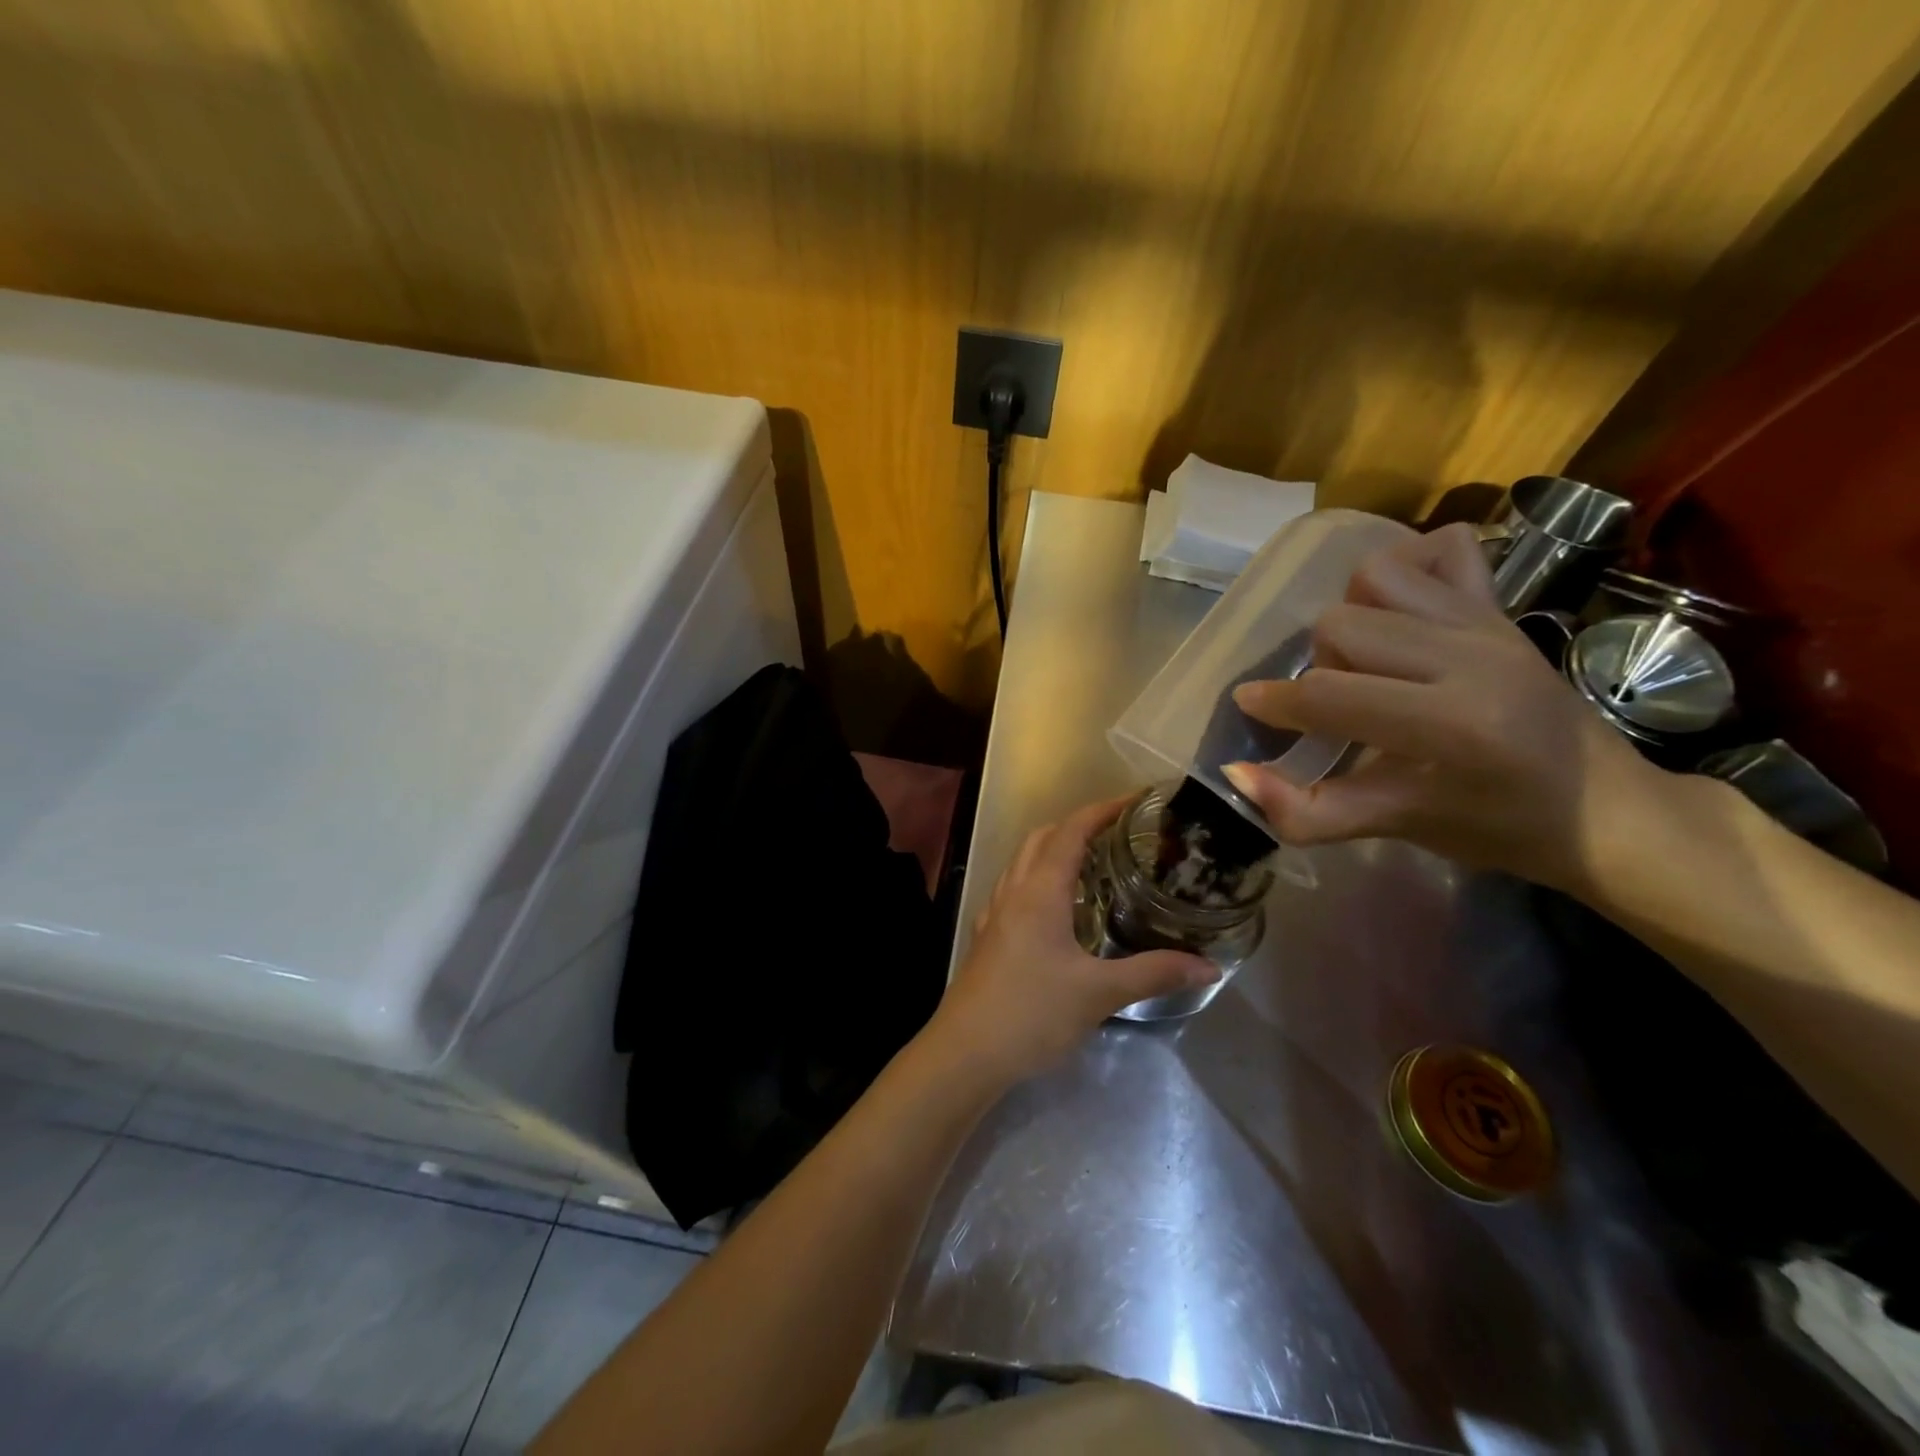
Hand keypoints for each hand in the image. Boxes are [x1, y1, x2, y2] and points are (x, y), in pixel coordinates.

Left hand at [927, 798, 1216, 1086]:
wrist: (966, 1052)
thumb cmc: (1032, 1013)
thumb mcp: (1099, 993)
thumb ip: (1154, 973)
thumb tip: (1208, 965)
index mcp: (1040, 891)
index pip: (1071, 831)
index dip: (1102, 810)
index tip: (1136, 802)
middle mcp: (1014, 891)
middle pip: (1042, 838)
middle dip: (1078, 825)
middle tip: (1119, 833)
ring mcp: (995, 913)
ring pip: (1023, 862)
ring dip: (1054, 850)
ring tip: (1093, 864)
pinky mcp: (988, 937)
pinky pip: (1014, 889)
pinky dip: (1037, 880)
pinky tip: (1056, 908)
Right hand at [1219, 523, 1667, 893]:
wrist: (1604, 807)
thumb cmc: (1496, 826)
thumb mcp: (1398, 827)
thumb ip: (1308, 811)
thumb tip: (1235, 774)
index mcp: (1451, 723)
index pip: (1331, 694)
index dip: (1276, 702)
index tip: (1250, 705)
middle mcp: (1470, 656)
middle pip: (1341, 625)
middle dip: (1320, 665)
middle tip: (1338, 702)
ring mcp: (1488, 620)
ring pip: (1377, 577)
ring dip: (1352, 616)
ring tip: (1366, 659)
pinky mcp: (1501, 604)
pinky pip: (1441, 548)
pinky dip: (1407, 568)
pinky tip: (1400, 613)